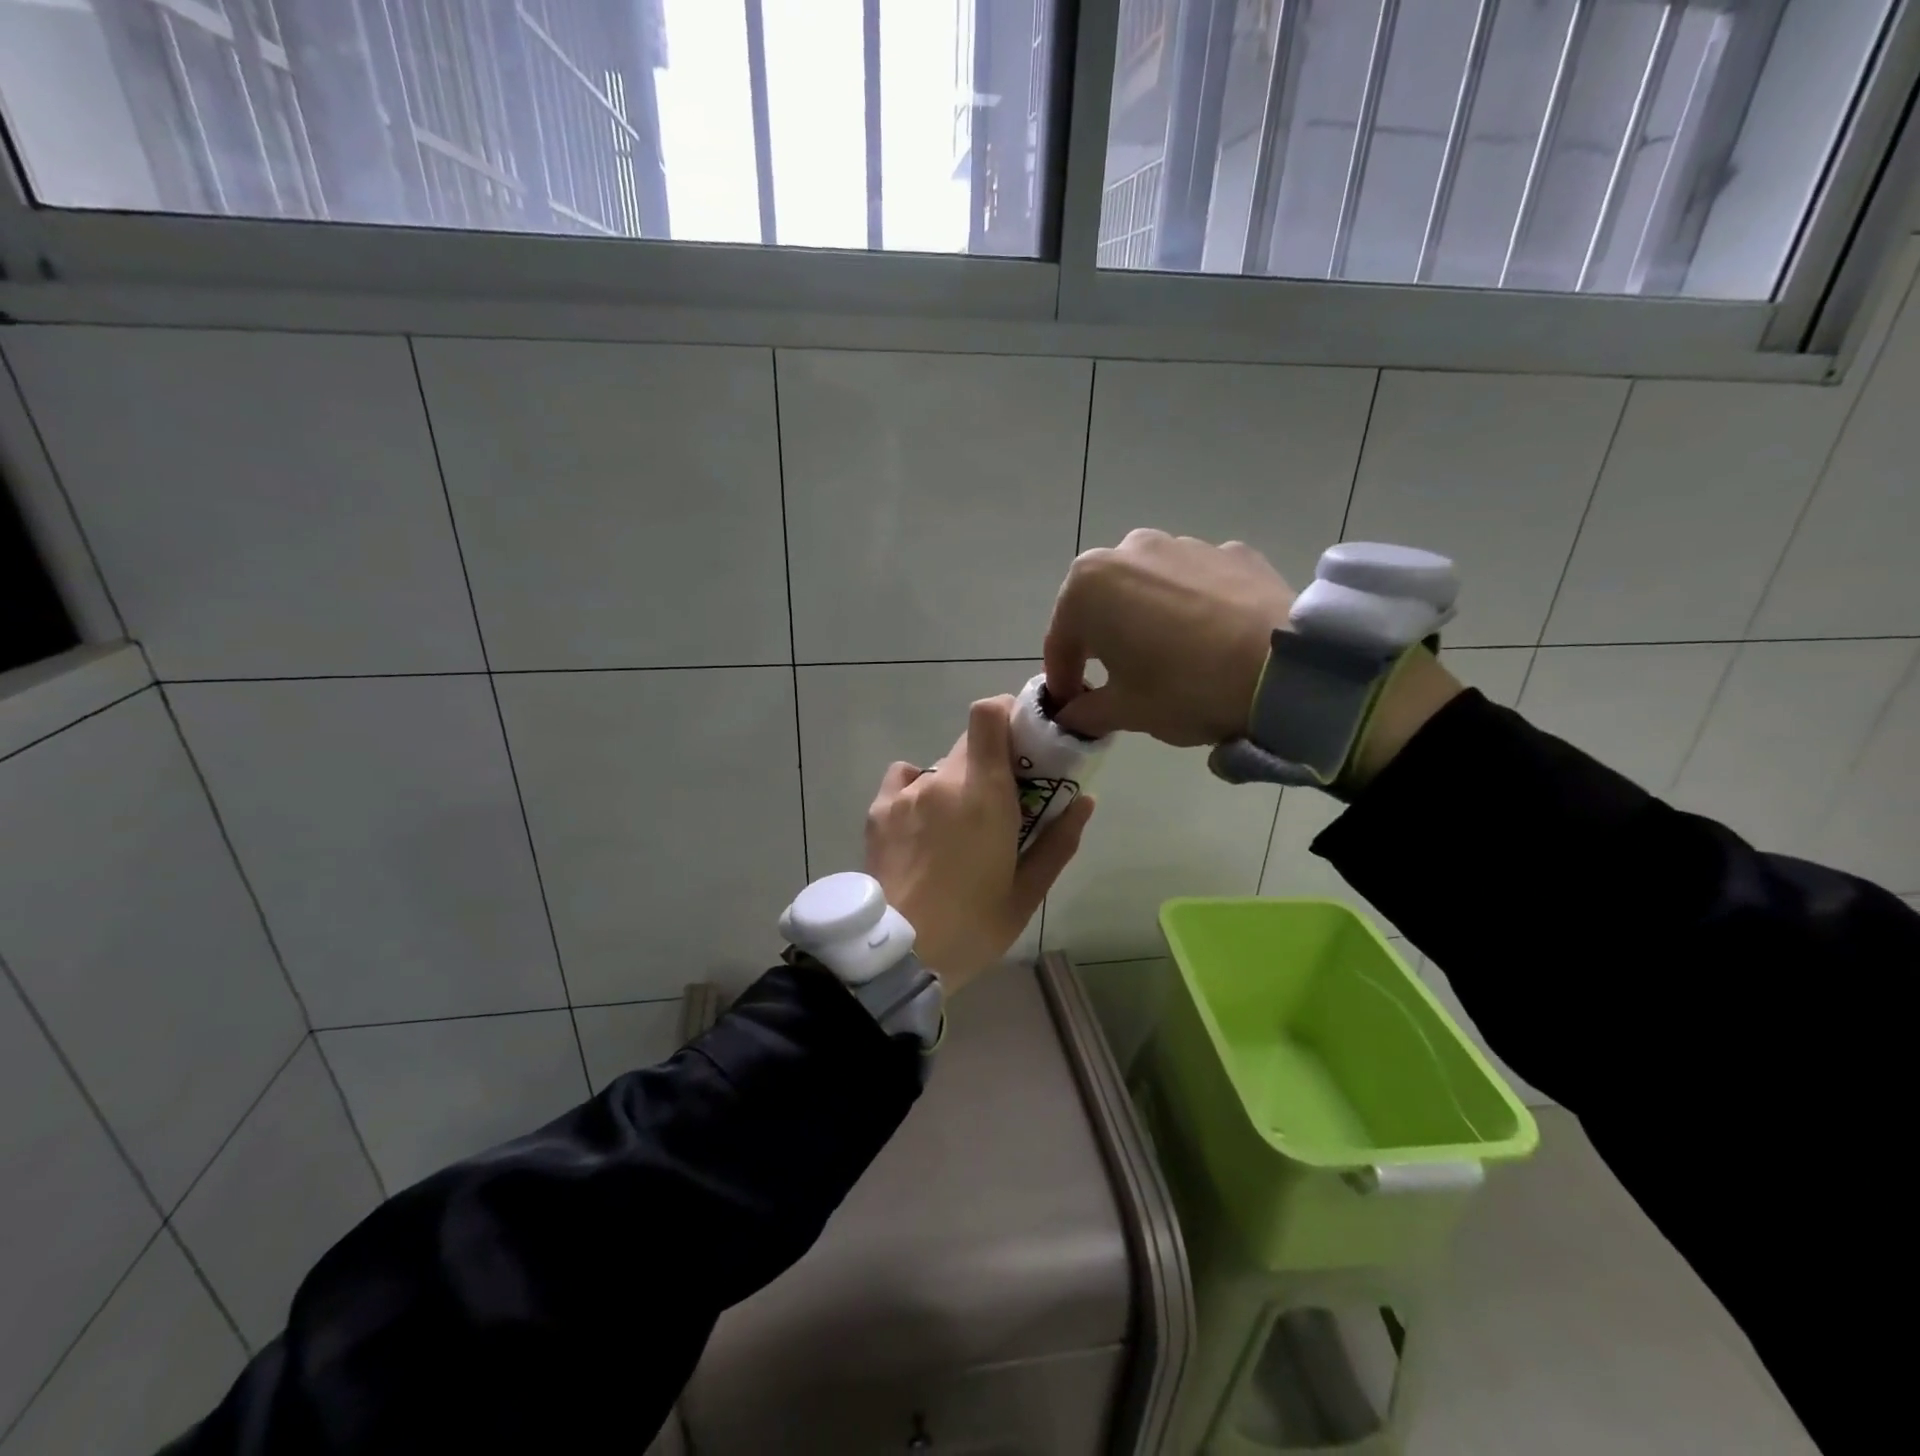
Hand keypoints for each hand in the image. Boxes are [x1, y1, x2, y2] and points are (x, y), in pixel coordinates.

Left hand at [865, 697, 1093, 992]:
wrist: (898, 954)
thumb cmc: (972, 925)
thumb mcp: (1028, 891)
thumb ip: (1059, 840)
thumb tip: (1085, 800)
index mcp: (985, 792)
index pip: (989, 714)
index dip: (1006, 713)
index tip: (1023, 739)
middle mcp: (943, 779)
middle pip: (969, 744)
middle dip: (990, 762)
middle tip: (1000, 802)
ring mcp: (906, 793)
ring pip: (939, 769)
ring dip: (955, 786)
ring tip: (956, 832)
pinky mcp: (878, 810)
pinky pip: (904, 780)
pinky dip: (917, 792)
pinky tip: (921, 825)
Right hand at [1043, 530, 1295, 744]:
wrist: (1284, 670)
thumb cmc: (1184, 688)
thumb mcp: (1125, 711)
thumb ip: (1085, 712)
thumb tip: (1071, 714)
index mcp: (1089, 586)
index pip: (1060, 640)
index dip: (1063, 678)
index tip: (1071, 707)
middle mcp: (1129, 550)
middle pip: (1101, 605)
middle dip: (1102, 641)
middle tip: (1116, 679)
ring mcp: (1183, 545)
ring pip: (1147, 588)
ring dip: (1145, 618)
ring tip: (1169, 656)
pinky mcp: (1229, 552)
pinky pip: (1194, 583)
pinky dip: (1191, 606)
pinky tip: (1209, 638)